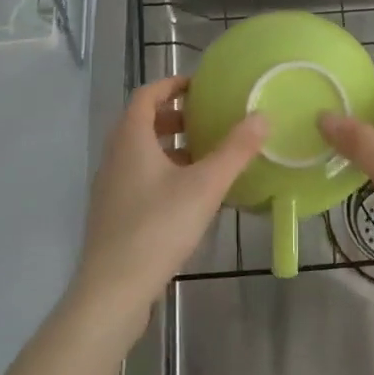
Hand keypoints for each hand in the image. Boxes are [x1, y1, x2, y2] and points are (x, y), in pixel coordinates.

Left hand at [73, 75, 266, 326]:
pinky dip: (163, 172)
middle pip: (142, 122)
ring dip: (170, 146)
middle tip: (207, 119)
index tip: (199, 85)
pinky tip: (189, 195)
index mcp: (131, 139)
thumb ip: (235, 150)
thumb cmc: (158, 227)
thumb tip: (263, 116)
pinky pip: (139, 177)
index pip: (146, 95)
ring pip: (140, 152)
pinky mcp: (113, 214)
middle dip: (174, 116)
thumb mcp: (205, 186)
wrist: (113, 290)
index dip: (171, 84)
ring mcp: (110, 187)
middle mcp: (115, 156)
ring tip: (205, 155)